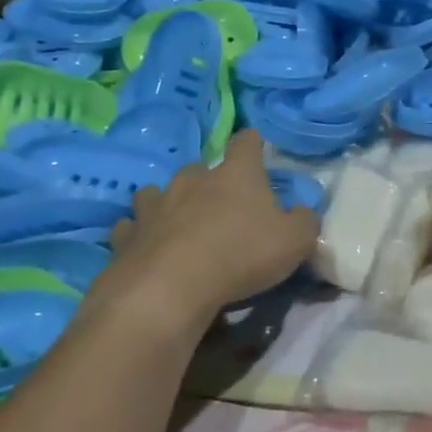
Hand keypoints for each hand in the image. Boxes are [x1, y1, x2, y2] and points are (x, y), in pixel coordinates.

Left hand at [93, 131, 320, 324]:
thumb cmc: (242, 255)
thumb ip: (304, 221)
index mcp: (236, 174)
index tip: (257, 148)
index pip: (246, 143)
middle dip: (210, 182)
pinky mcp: (127, 235)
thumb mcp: (296, 241)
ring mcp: (155, 205)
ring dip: (169, 203)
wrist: (171, 288)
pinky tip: (146, 246)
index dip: (253, 144)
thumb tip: (301, 213)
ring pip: (158, 192)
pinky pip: (132, 227)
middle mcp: (193, 179)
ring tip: (178, 223)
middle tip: (221, 207)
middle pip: (201, 169)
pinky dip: (140, 233)